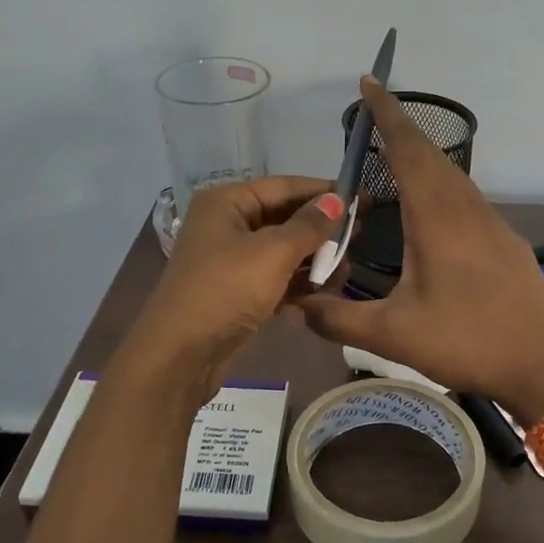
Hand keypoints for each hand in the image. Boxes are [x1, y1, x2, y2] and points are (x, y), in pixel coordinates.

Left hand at [120, 176, 345, 399]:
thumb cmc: (225, 290)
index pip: (284, 187)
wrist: (180, 355)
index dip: (325, 192)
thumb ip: (309, 226)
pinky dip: (297, 284)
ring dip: (313, 260)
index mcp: (227, 203)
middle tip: (360, 235)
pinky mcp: (236, 292)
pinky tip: (324, 293)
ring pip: (282, 251)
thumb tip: (337, 200)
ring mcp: (230, 260)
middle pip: (284, 218)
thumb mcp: (272, 253)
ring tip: (346, 270)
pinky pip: (274, 278)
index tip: (363, 198)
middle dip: (321, 229)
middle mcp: (226, 225)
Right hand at [297, 80, 543, 424]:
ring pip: (452, 175)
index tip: (369, 83)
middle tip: (372, 117)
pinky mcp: (506, 241)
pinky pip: (467, 197)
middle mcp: (465, 208)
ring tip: (395, 156)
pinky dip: (442, 183)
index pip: (407, 150)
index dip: (387, 115)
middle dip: (401, 129)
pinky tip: (432, 208)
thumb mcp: (392, 335)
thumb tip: (295, 306)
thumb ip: (338, 319)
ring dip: (423, 156)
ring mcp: (492, 223)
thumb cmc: (467, 341)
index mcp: (436, 217)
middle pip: (431, 154)